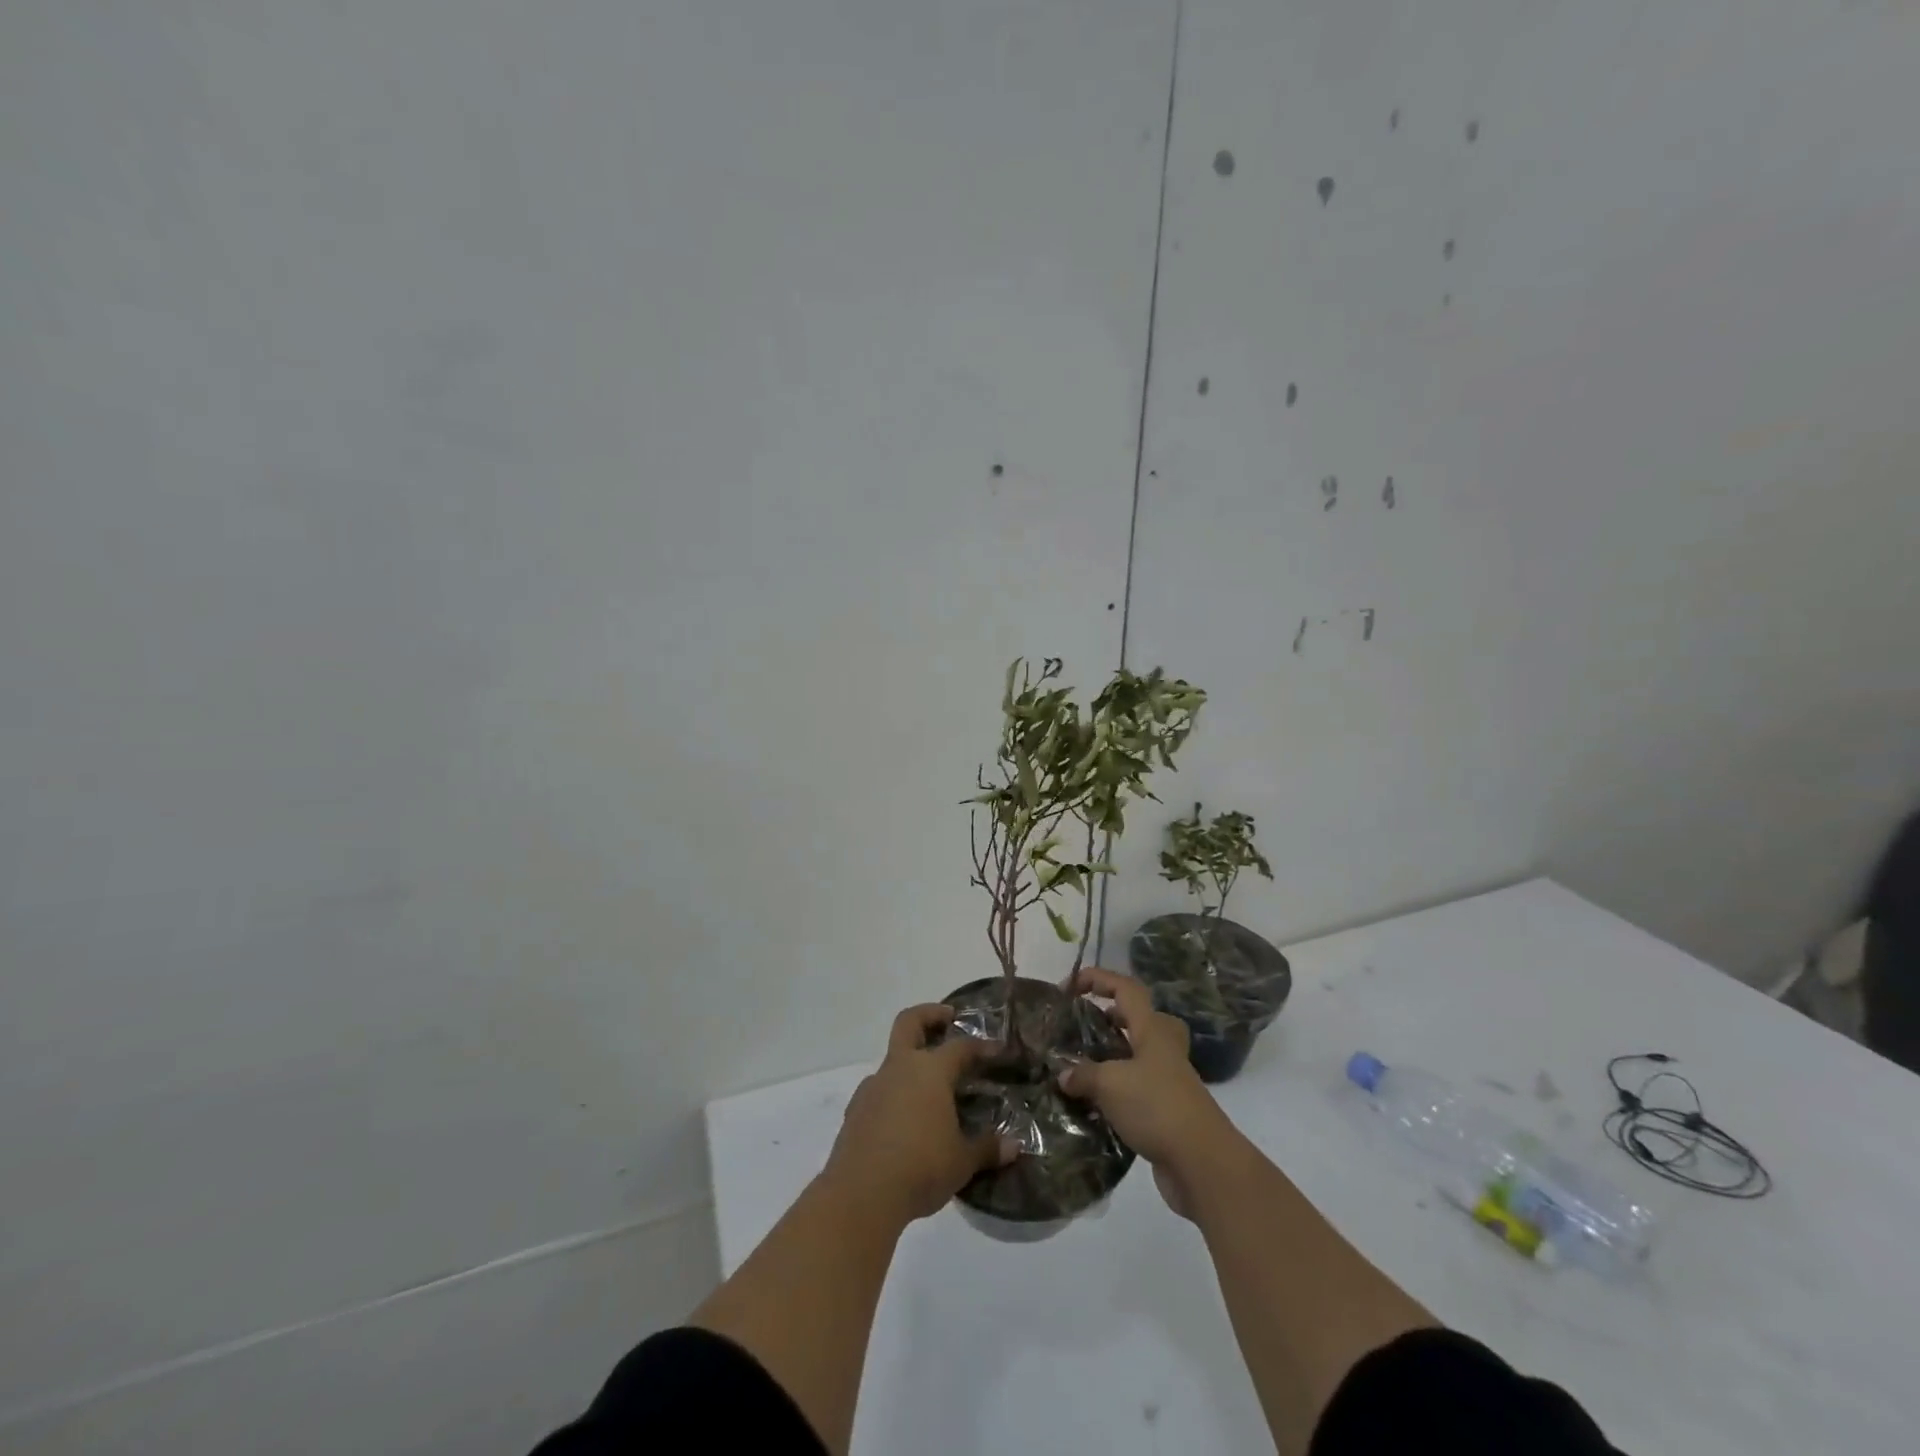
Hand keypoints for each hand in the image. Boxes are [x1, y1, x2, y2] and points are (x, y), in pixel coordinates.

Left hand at [821, 1003, 1017, 1227]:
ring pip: (892, 1059)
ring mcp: (873, 1086)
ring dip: (910, 1061)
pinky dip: (893, 1093)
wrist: (860, 1194)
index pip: (961, 1047)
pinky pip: (878, 1090)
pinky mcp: (855, 1110)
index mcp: (931, 1071)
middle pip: (910, 1022)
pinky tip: (903, 1119)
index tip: (996, 1050)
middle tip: (948, 1018)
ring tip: (930, 1088)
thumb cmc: (921, 1168)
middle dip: (929, 1014)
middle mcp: (900, 1068)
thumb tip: (1014, 1147)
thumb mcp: (962, 1161)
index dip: (980, 1046)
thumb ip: (987, 1149)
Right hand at [1059, 966, 1239, 1218]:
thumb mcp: (1110, 1084)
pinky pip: (1137, 1087)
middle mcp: (1163, 1048)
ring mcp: (1169, 1079)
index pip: (1125, 988)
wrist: (1201, 1162)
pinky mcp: (1168, 1109)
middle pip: (1139, 1018)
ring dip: (1112, 1055)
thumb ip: (1082, 1074)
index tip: (1069, 986)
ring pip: (1138, 1054)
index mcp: (1152, 1029)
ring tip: (1081, 1065)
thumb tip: (1063, 1075)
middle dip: (1111, 1016)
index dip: (1098, 979)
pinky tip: (1092, 1103)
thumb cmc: (1156, 1107)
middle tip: (1084, 1026)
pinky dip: (1116, 1089)